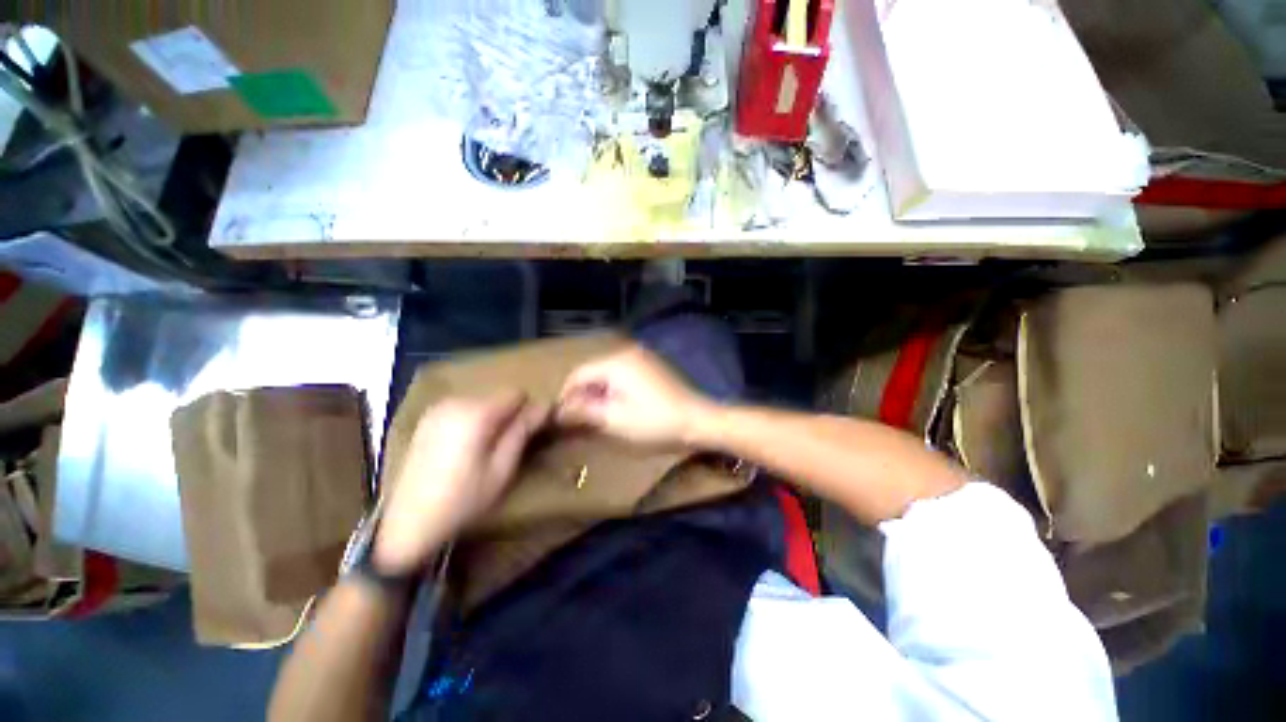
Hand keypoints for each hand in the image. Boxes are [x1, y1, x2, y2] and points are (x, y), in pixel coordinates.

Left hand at [374, 392, 548, 574]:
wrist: (407, 525)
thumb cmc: (464, 499)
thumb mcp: (502, 468)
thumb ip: (523, 431)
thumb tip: (545, 405)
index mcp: (476, 413)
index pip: (516, 393)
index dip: (527, 411)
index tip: (527, 434)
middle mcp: (455, 402)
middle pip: (497, 396)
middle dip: (508, 415)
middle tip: (505, 446)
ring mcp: (437, 409)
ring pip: (481, 402)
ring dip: (490, 418)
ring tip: (484, 450)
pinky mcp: (426, 420)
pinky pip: (462, 409)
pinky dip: (472, 421)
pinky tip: (463, 448)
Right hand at [557, 345, 713, 446]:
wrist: (698, 420)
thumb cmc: (655, 422)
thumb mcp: (614, 420)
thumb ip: (583, 412)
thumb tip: (558, 411)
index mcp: (615, 362)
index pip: (578, 375)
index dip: (566, 397)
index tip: (561, 419)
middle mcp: (626, 353)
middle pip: (592, 373)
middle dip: (583, 396)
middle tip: (579, 422)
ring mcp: (641, 358)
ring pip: (607, 375)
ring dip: (598, 395)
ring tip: (596, 418)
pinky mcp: (651, 367)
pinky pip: (622, 376)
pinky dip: (614, 391)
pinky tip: (617, 408)